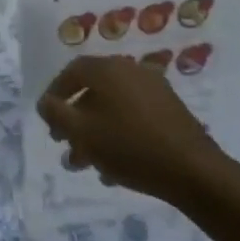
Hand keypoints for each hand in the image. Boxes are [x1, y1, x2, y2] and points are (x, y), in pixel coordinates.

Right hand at [37, 55, 236, 205]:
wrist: (194, 171)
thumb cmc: (129, 147)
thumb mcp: (82, 132)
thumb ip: (56, 113)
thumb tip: (45, 103)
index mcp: (108, 68)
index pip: (72, 71)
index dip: (56, 93)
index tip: (48, 118)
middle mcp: (130, 70)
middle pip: (94, 91)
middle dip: (75, 120)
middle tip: (65, 144)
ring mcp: (154, 89)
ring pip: (114, 107)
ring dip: (96, 132)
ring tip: (88, 164)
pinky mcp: (171, 110)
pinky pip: (134, 117)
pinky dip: (119, 134)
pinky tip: (116, 167)